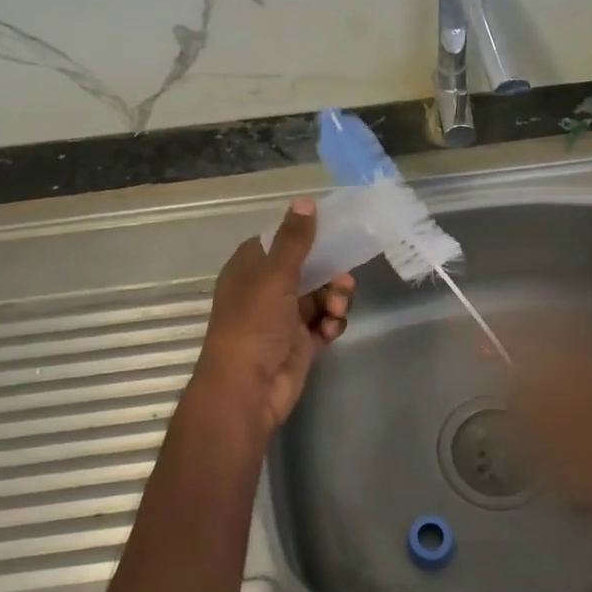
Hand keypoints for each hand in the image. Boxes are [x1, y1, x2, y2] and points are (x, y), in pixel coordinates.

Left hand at [189, 198, 354, 439]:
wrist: (248, 389)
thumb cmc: (254, 324)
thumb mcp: (275, 276)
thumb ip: (294, 240)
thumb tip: (305, 201)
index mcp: (249, 270)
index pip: (277, 241)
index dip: (301, 234)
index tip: (331, 228)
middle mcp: (265, 291)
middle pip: (305, 268)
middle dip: (328, 271)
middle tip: (344, 277)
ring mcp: (283, 319)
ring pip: (319, 296)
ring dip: (334, 299)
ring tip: (336, 309)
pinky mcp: (300, 343)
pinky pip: (323, 323)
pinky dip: (331, 323)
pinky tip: (330, 330)